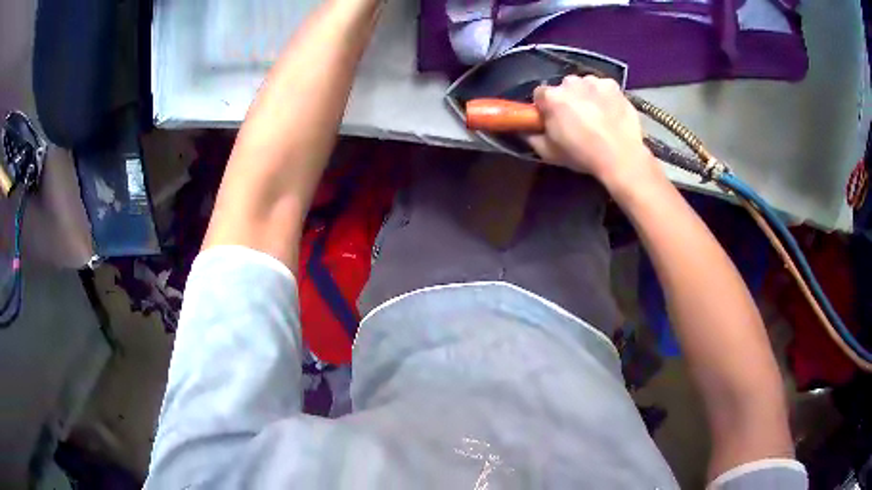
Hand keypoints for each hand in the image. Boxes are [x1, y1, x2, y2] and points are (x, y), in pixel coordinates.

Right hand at [528, 75, 662, 193]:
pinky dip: (603, 96)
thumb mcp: (549, 153)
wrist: (620, 157)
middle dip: (566, 99)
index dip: (545, 107)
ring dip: (585, 95)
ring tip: (595, 115)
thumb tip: (524, 130)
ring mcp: (593, 82)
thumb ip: (532, 138)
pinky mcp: (613, 86)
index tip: (551, 119)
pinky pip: (603, 87)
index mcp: (551, 97)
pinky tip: (609, 111)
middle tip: (575, 119)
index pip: (539, 94)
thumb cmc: (582, 155)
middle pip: (563, 87)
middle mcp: (570, 82)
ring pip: (584, 85)